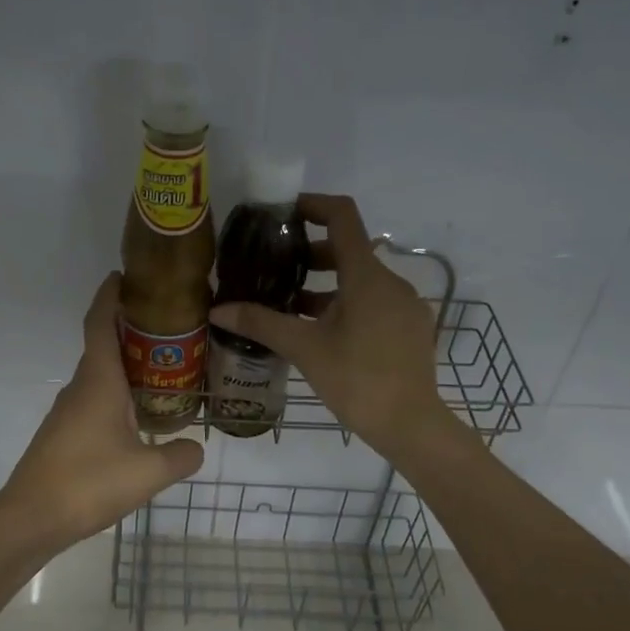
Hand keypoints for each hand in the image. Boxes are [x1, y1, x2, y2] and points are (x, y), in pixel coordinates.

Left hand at [0, 273, 204, 548]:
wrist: (31, 518)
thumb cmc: (89, 483)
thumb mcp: (149, 473)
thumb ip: (180, 457)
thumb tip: (196, 449)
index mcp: (98, 382)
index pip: (100, 324)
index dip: (110, 296)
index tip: (124, 276)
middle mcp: (79, 387)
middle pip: (102, 345)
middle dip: (130, 329)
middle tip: (168, 326)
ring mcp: (67, 411)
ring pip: (99, 375)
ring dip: (125, 364)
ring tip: (163, 369)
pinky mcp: (63, 433)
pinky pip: (93, 398)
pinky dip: (116, 392)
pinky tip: (137, 414)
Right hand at [210, 194, 450, 463]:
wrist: (411, 425)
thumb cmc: (357, 380)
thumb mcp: (304, 349)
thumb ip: (261, 323)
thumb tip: (218, 310)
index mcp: (367, 276)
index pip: (343, 216)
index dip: (313, 204)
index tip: (284, 212)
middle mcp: (392, 281)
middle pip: (349, 249)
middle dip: (312, 253)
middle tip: (277, 267)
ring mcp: (406, 306)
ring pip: (362, 280)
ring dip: (327, 284)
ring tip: (292, 304)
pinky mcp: (411, 329)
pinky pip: (375, 303)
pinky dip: (347, 304)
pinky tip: (323, 332)